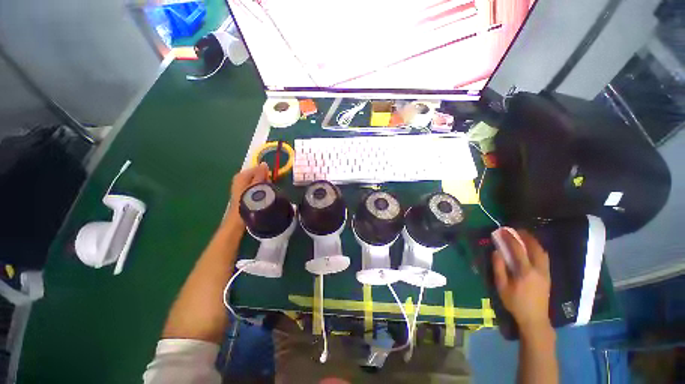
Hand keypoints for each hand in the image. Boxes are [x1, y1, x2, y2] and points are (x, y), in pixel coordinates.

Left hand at [226, 163, 269, 220]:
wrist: (238, 219)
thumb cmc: (248, 202)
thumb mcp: (256, 186)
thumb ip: (260, 175)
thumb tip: (264, 164)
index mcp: (241, 175)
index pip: (258, 169)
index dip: (265, 174)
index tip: (270, 181)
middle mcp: (240, 179)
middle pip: (257, 175)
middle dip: (264, 181)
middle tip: (267, 189)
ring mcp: (241, 187)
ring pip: (256, 182)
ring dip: (262, 187)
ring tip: (265, 195)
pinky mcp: (244, 194)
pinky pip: (255, 188)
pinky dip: (259, 191)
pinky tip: (261, 198)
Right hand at [492, 229, 551, 333]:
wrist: (535, 318)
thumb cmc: (515, 303)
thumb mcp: (502, 286)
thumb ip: (499, 268)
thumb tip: (497, 251)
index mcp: (525, 272)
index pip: (518, 249)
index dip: (510, 238)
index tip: (503, 230)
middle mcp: (538, 270)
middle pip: (535, 248)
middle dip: (526, 236)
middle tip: (516, 230)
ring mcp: (546, 273)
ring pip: (542, 252)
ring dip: (534, 242)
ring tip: (524, 236)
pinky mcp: (548, 276)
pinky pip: (545, 258)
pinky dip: (538, 249)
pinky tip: (532, 249)